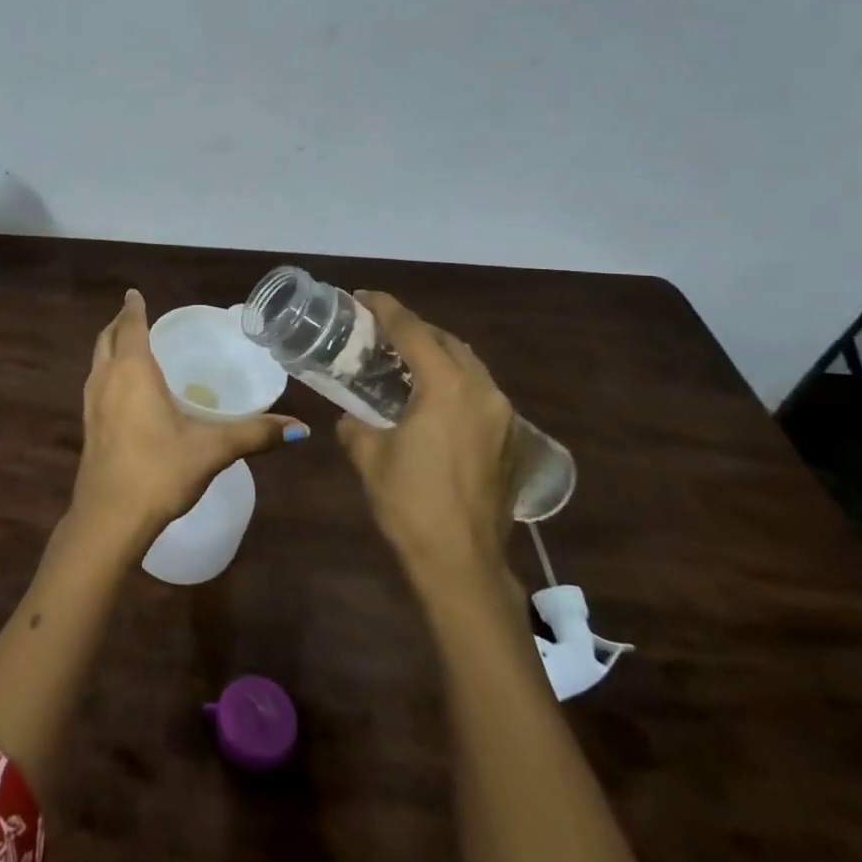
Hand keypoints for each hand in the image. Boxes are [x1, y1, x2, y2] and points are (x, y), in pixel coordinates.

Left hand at [73, 290, 308, 547]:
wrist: (109, 518)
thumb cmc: (159, 471)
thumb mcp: (212, 450)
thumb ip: (255, 434)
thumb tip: (301, 427)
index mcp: (133, 371)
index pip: (131, 327)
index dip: (134, 308)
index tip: (134, 293)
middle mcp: (106, 379)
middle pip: (107, 339)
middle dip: (120, 324)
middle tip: (137, 316)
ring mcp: (91, 403)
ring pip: (97, 361)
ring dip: (110, 347)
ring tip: (130, 346)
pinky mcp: (88, 426)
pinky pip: (96, 383)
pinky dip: (108, 371)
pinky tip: (125, 391)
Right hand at [335, 291, 516, 593]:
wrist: (462, 564)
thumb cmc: (409, 503)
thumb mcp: (368, 456)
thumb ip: (355, 424)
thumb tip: (350, 417)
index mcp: (448, 387)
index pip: (413, 331)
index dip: (385, 309)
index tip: (362, 297)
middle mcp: (483, 391)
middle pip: (447, 342)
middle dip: (414, 329)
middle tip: (380, 331)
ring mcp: (503, 417)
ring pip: (469, 366)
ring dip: (437, 355)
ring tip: (404, 361)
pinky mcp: (511, 441)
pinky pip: (480, 393)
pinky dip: (454, 383)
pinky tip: (431, 401)